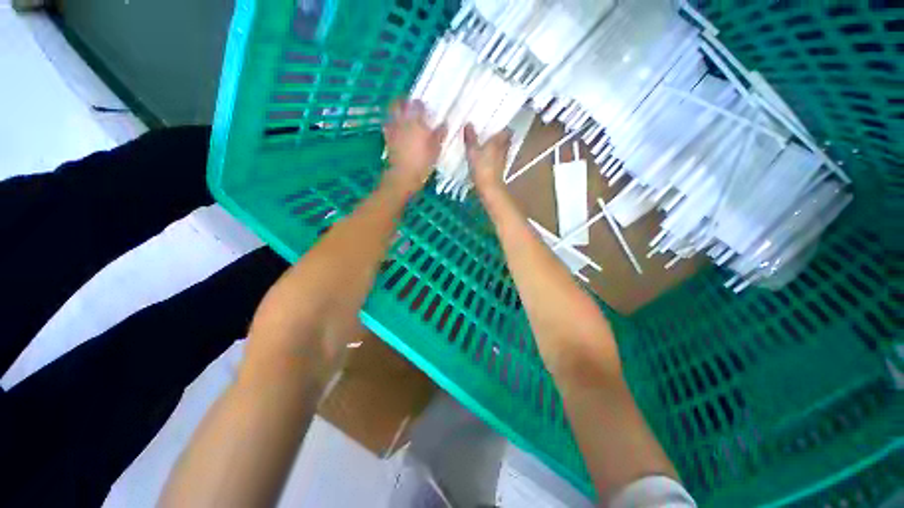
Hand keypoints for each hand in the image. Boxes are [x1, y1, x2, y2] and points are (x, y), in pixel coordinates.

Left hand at [382, 99, 446, 193]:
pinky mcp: (387, 138)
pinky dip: (392, 124)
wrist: (404, 174)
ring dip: (396, 111)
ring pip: (391, 113)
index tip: (426, 110)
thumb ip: (439, 134)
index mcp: (416, 120)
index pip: (418, 104)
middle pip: (399, 103)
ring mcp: (392, 128)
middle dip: (404, 102)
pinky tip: (397, 130)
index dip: (422, 105)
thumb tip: (444, 124)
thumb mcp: (436, 148)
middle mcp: (402, 120)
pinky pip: (388, 125)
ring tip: (404, 117)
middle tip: (411, 107)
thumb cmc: (423, 161)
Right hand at [464, 123, 511, 194]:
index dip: (503, 128)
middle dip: (502, 138)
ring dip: (499, 148)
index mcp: (498, 142)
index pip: (506, 131)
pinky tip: (489, 159)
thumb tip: (468, 123)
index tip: (498, 126)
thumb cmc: (482, 168)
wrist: (490, 188)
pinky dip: (496, 158)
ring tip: (490, 146)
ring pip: (503, 150)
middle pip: (506, 140)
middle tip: (493, 135)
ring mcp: (503, 161)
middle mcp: (503, 149)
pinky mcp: (500, 170)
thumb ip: (471, 138)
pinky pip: (499, 160)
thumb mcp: (473, 152)